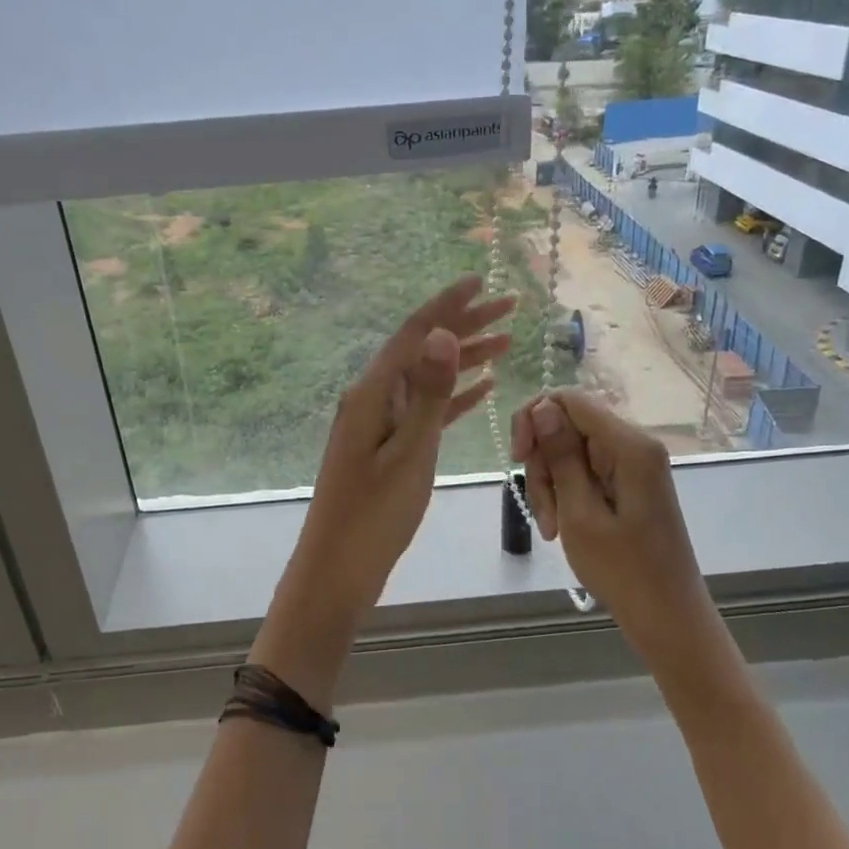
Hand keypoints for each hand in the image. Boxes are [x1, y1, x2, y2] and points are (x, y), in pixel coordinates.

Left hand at [276, 275, 515, 630]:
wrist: (338, 567)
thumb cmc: (373, 515)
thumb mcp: (408, 453)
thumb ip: (428, 394)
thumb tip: (441, 333)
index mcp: (372, 394)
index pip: (414, 335)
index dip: (448, 305)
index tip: (480, 281)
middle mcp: (373, 398)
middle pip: (423, 350)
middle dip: (464, 325)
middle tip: (510, 306)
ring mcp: (379, 422)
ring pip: (427, 378)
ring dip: (464, 358)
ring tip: (506, 341)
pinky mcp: (388, 445)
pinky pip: (425, 409)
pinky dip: (453, 396)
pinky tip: (480, 388)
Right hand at [512, 389, 707, 647]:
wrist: (667, 617)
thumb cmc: (624, 570)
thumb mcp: (580, 513)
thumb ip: (561, 456)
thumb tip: (542, 407)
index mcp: (629, 446)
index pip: (570, 400)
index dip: (534, 418)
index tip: (517, 458)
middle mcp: (634, 445)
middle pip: (567, 425)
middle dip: (543, 462)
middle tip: (541, 509)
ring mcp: (632, 465)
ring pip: (571, 451)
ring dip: (551, 484)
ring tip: (551, 528)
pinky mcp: (628, 484)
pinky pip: (585, 472)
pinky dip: (566, 494)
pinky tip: (562, 526)